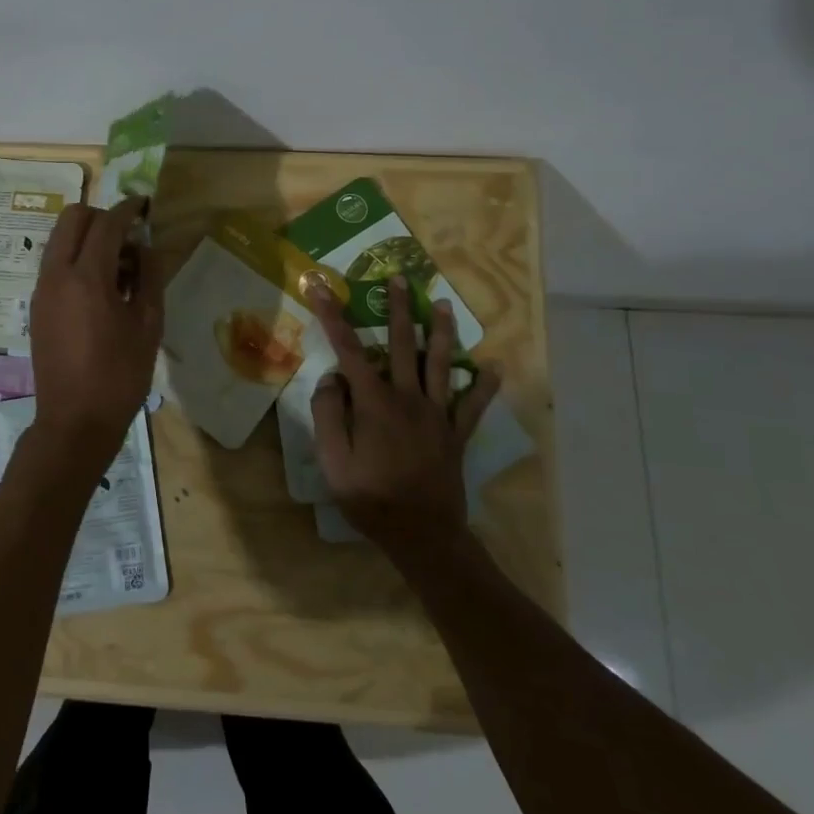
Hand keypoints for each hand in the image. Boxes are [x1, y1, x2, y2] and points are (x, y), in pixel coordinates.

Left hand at [25, 197, 164, 483]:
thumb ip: (150, 276)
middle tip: (129, 236)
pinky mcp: (37, 305)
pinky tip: (102, 287)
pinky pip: (55, 262)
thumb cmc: (120, 375)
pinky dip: (76, 257)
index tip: (145, 205)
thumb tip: (146, 245)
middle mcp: (57, 274)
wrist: (75, 422)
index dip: (128, 208)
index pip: (106, 223)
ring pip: (60, 239)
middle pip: (73, 218)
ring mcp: (42, 289)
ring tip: (120, 266)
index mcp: (87, 277)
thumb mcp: (149, 324)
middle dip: (102, 216)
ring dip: (88, 237)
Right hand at [306, 275, 498, 558]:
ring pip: (440, 364)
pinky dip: (484, 386)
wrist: (422, 536)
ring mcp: (437, 414)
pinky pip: (474, 405)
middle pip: (402, 343)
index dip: (331, 315)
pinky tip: (493, 368)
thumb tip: (332, 378)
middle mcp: (408, 398)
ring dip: (441, 332)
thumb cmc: (370, 499)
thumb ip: (327, 415)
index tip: (319, 286)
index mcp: (374, 402)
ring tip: (444, 305)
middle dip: (399, 308)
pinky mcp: (456, 434)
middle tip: (400, 278)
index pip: (348, 348)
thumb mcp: (333, 461)